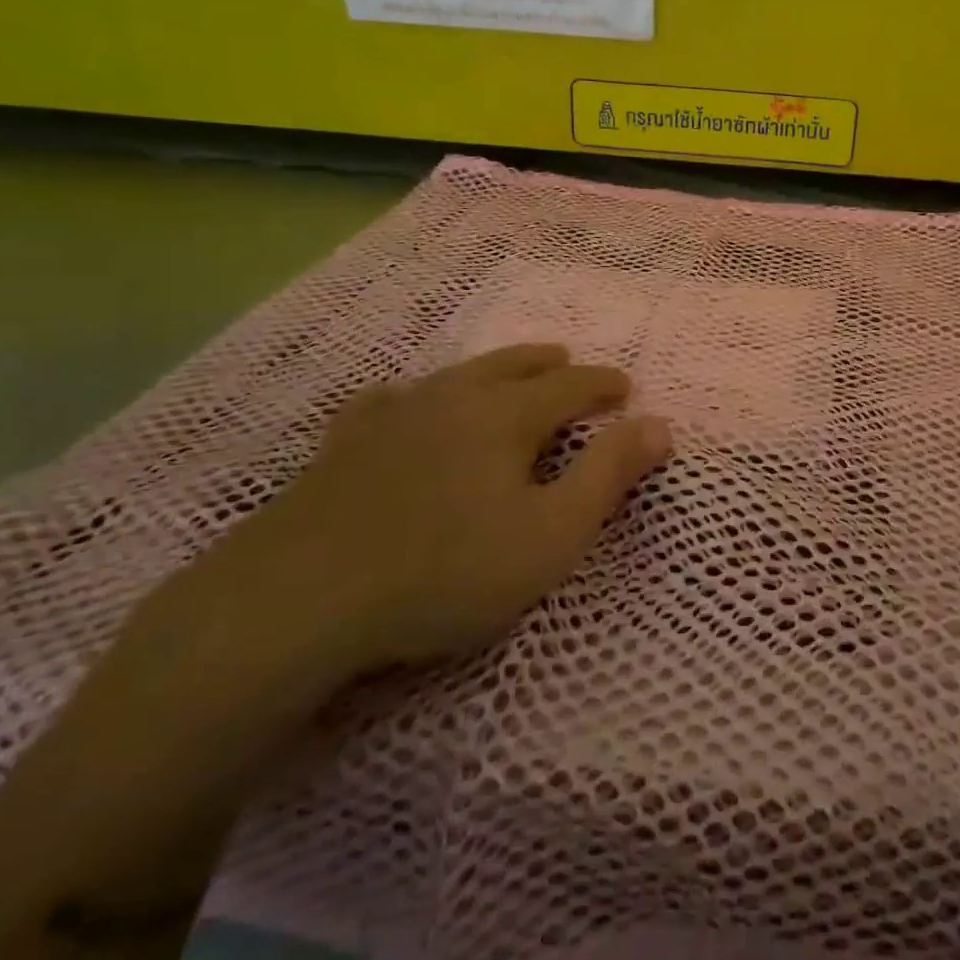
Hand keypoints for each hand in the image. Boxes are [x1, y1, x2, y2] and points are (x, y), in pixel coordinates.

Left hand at [178, 345, 670, 687]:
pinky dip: (413, 396)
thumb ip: (608, 475)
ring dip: (492, 369)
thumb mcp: (550, 535)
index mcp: (506, 416)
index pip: (570, 386)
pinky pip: (388, 401)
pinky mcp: (345, 444)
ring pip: (455, 375)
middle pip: (512, 366)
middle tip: (569, 362)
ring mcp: (393, 416)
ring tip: (508, 371)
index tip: (625, 387)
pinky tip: (404, 402)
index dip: (602, 385)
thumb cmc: (446, 571)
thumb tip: (659, 424)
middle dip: (549, 364)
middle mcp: (453, 398)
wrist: (300, 597)